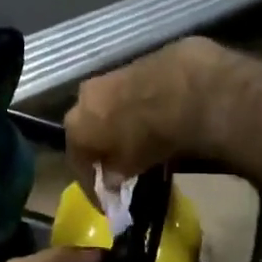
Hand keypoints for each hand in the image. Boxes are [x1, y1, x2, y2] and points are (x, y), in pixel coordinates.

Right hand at [65, 37, 221, 182]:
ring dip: (119, 123)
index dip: (91, 184)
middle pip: (89, 127)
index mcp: (77, 125)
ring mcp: (108, 75)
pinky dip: (138, 105)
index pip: (77, 161)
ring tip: (139, 139)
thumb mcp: (132, 165)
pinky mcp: (135, 62)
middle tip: (118, 164)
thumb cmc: (151, 136)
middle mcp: (84, 97)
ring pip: (108, 105)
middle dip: (101, 147)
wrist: (185, 89)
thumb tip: (110, 178)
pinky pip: (131, 91)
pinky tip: (156, 115)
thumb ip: (115, 173)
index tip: (105, 199)